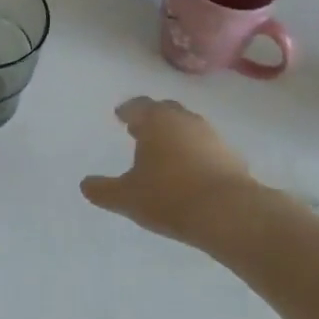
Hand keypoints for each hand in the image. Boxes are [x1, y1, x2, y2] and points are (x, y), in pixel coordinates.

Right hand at [80, 97, 274, 248]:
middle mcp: (185, 120)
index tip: (121, 116)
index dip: (127, 111)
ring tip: (164, 153)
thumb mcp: (126, 197)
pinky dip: (195, 153)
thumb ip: (103, 190)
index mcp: (156, 121)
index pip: (138, 106)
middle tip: (141, 131)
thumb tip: (85, 185)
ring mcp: (212, 136)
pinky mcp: (232, 156)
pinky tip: (190, 172)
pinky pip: (207, 148)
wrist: (229, 213)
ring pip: (188, 128)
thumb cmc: (168, 196)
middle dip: (152, 119)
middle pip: (166, 111)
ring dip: (175, 136)